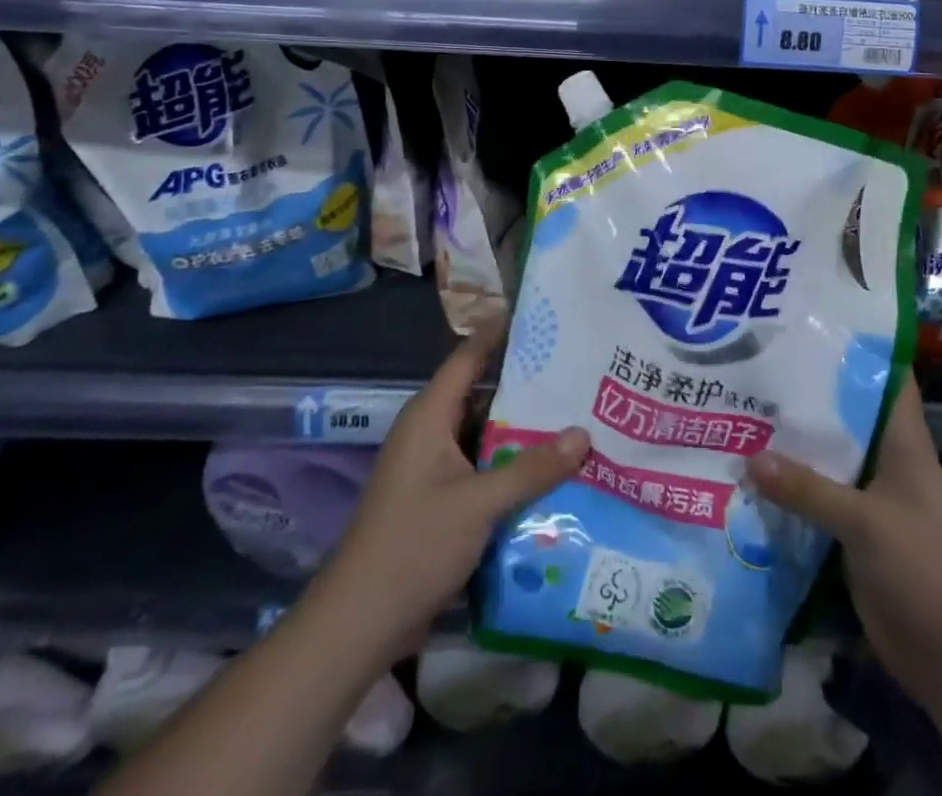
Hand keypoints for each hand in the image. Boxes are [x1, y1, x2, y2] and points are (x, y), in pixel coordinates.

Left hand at [321, 319, 589, 655]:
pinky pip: (484, 465)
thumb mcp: (478, 504)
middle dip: (529, 384)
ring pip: (487, 433)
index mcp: (429, 416)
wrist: (357, 627)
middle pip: (485, 393)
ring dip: (525, 429)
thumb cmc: (412, 547)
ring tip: (577, 414)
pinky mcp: (441, 499)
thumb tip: (584, 433)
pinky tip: (553, 468)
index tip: (544, 313)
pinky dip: (514, 463)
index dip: (502, 331)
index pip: (470, 355)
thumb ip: (531, 468)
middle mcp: (431, 432)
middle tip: (579, 368)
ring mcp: (435, 467)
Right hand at [746, 378, 941, 715]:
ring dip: (796, 439)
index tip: (815, 321)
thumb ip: (808, 489)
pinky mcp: (856, 531)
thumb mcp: (865, 522)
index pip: (888, 377)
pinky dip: (793, 484)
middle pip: (849, 412)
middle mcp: (888, 459)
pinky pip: (820, 495)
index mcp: (904, 442)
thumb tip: (750, 456)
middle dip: (810, 390)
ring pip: (830, 454)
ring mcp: (872, 496)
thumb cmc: (922, 569)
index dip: (859, 346)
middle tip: (761, 360)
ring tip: (745, 405)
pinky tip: (752, 472)